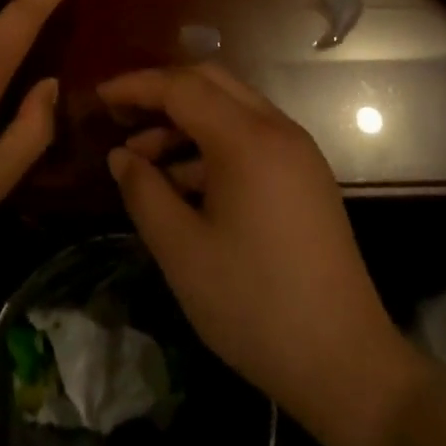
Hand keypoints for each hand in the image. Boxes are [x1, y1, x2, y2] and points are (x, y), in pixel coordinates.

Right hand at [101, 64, 415, 440]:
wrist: (346, 362)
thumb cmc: (255, 304)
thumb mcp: (183, 251)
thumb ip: (145, 193)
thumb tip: (121, 156)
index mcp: (248, 139)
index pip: (182, 86)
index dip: (137, 86)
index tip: (99, 96)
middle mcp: (277, 129)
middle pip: (210, 83)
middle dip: (162, 93)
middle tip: (121, 118)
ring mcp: (296, 151)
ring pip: (231, 109)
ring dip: (185, 123)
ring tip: (144, 162)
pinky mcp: (305, 176)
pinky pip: (250, 137)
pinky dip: (212, 145)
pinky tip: (184, 184)